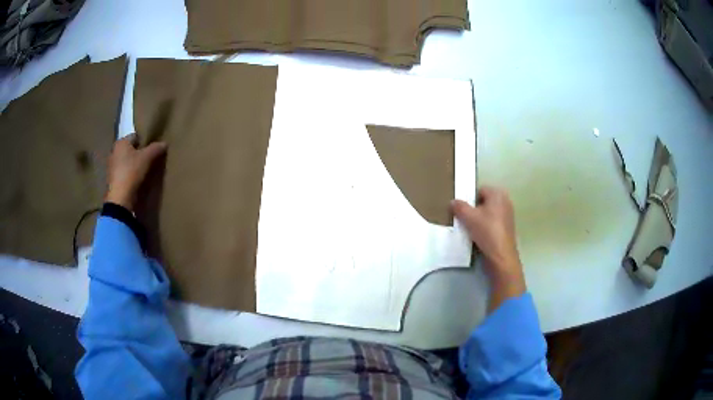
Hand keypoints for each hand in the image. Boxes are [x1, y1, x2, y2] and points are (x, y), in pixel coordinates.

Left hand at [105, 134, 166, 211]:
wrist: (120, 198)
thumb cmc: (131, 172)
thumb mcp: (147, 158)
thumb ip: (156, 148)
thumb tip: (164, 143)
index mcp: (121, 142)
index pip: (136, 137)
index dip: (145, 142)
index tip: (152, 150)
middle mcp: (114, 151)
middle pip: (130, 149)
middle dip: (138, 153)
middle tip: (149, 160)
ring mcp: (111, 167)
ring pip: (126, 161)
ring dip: (133, 165)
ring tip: (143, 171)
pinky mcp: (112, 180)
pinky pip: (123, 172)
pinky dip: (129, 175)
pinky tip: (136, 180)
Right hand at [451, 186, 525, 310]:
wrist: (501, 256)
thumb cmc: (487, 231)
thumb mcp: (468, 217)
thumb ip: (459, 207)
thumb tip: (453, 202)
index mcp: (498, 194)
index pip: (479, 190)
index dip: (469, 199)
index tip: (462, 210)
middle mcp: (505, 201)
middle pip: (484, 202)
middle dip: (474, 209)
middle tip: (464, 219)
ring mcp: (508, 216)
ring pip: (488, 213)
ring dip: (479, 219)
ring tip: (469, 229)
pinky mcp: (507, 229)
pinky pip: (492, 223)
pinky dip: (485, 227)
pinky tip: (478, 236)